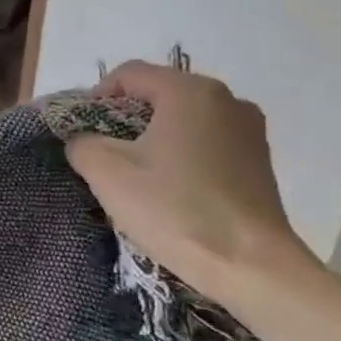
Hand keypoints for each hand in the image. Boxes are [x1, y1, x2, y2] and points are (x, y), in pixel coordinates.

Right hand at [65, 61, 315, 297]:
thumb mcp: (107, 173)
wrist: (250, 265)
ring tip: (135, 174)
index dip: (96, 97)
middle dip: (124, 119)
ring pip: (183, 120)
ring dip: (153, 138)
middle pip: (158, 94)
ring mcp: (249, 130)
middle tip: (102, 154)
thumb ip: (82, 143)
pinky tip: (169, 188)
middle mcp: (227, 99)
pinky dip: (181, 155)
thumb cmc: (174, 208)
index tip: (81, 132)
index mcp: (190, 91)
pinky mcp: (259, 161)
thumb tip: (84, 140)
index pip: (129, 74)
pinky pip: (206, 142)